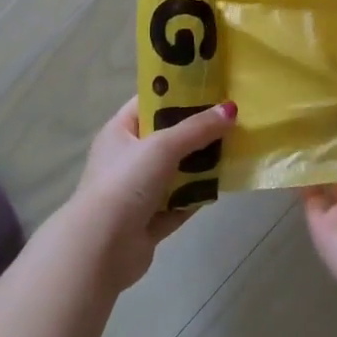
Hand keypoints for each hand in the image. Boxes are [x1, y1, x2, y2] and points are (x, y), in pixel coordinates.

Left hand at [62, 97, 234, 290]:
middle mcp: (127, 159)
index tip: (211, 87)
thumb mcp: (162, 146)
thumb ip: (197, 129)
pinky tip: (223, 188)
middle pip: (168, 138)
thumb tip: (232, 109)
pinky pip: (180, 203)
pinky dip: (197, 197)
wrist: (100, 249)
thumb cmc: (125, 184)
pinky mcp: (150, 221)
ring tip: (235, 150)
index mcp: (120, 132)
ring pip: (176, 172)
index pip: (150, 103)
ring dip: (201, 165)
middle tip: (231, 120)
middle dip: (197, 131)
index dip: (178, 93)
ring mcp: (138, 192)